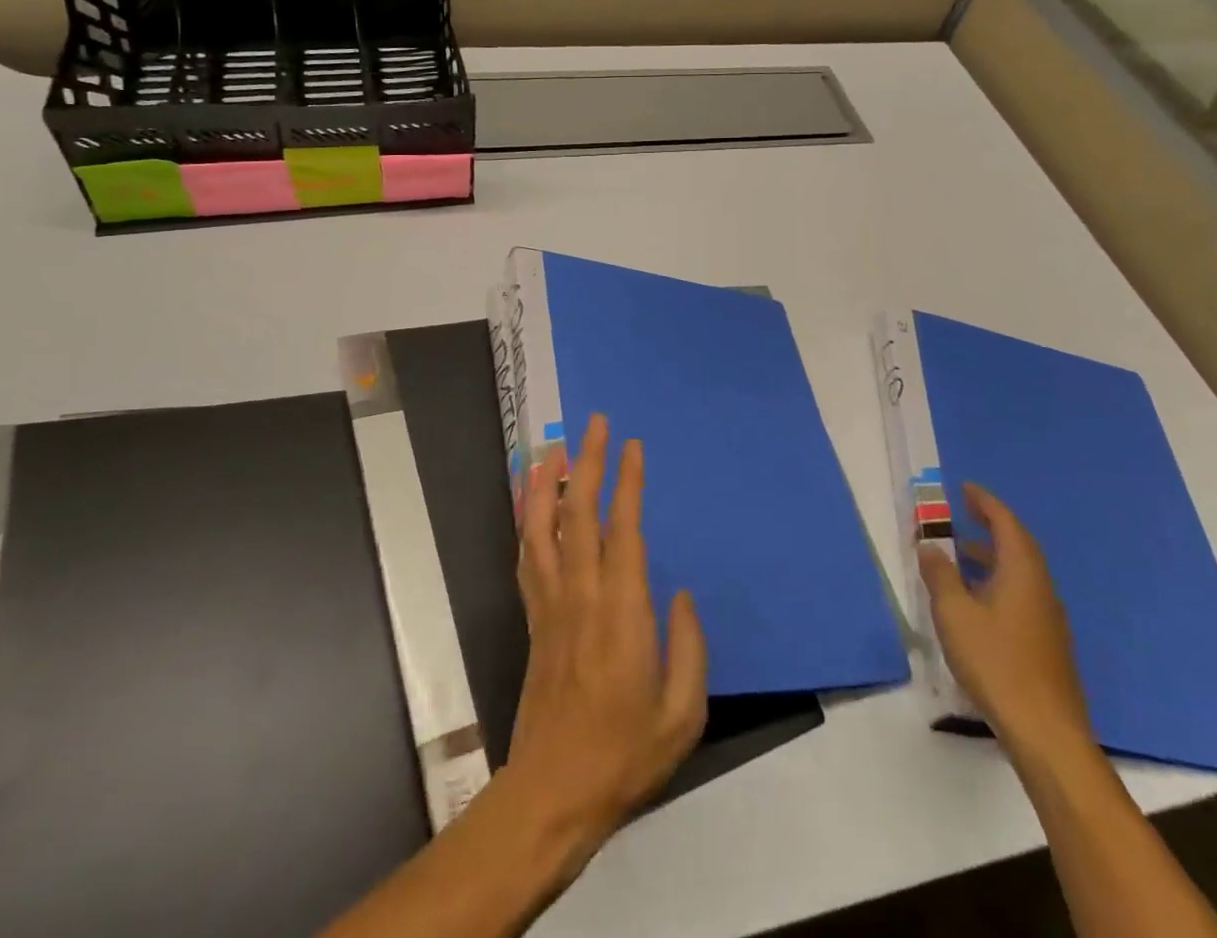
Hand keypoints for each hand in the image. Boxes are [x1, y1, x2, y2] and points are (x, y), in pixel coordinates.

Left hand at [498, 414, 707, 874]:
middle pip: (579, 513)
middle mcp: (581, 594)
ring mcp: (550, 604)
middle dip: (588, 462)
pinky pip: (527, 557)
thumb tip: (681, 594)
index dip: (628, 483)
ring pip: (542, 527)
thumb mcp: (683, 714)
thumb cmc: (625, 755)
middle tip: (596, 424)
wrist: (553, 792)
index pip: (624, 529)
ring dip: (546, 482)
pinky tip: (529, 502)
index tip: (633, 446)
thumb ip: (690, 648)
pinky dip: (526, 521)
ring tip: (554, 448)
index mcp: (622, 611)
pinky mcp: (533, 618)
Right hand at [919, 484, 1094, 766]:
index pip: (1006, 524)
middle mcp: (1041, 589)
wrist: (1047, 734)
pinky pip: (1020, 595)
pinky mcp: (1046, 644)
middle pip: (1018, 546)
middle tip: (962, 514)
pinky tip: (976, 601)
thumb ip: (940, 575)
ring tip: (959, 556)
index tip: (964, 489)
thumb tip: (930, 546)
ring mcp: (1048, 619)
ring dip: (991, 556)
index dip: (985, 503)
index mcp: (1022, 574)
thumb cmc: (997, 663)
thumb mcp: (955, 614)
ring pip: (1019, 573)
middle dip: (990, 526)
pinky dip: (997, 582)